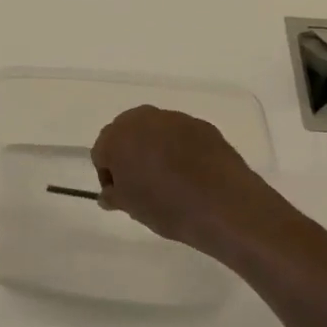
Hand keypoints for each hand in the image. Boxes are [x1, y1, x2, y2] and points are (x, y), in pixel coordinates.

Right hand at [91, 105, 292, 257]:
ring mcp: (176, 119)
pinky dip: (180, 150)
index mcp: (117, 137)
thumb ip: (114, 195)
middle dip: (129, 156)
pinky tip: (190, 174)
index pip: (101, 152)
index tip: (120, 194)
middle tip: (140, 184)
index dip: (108, 175)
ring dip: (154, 150)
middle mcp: (144, 119)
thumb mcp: (131, 207)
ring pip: (155, 132)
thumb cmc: (166, 206)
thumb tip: (109, 194)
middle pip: (126, 135)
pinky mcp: (203, 126)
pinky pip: (181, 136)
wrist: (224, 206)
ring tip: (168, 180)